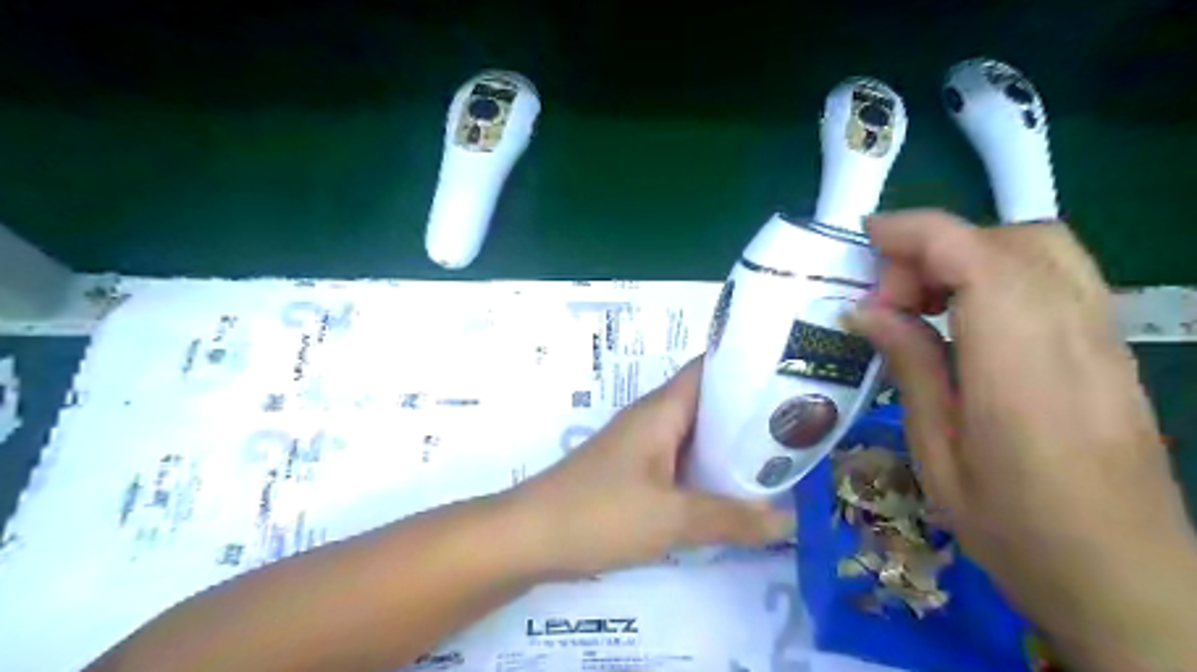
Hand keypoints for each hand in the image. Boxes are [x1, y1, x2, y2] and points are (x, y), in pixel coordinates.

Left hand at [505, 356, 792, 576]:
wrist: (528, 538)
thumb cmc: (599, 514)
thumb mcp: (672, 519)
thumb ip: (732, 519)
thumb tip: (790, 520)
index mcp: (662, 410)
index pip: (710, 368)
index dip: (749, 367)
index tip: (793, 377)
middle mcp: (653, 420)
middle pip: (709, 404)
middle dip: (750, 414)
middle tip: (800, 428)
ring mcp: (641, 448)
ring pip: (696, 437)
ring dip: (730, 447)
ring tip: (780, 460)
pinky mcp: (633, 475)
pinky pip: (680, 463)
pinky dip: (707, 472)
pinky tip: (733, 494)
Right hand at [841, 208, 1195, 665]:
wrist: (1123, 577)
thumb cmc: (1014, 527)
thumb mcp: (937, 452)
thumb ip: (910, 366)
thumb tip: (866, 310)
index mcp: (1019, 367)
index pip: (975, 257)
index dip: (916, 233)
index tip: (865, 240)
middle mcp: (1073, 334)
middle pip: (1011, 238)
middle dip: (938, 246)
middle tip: (892, 296)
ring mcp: (1103, 336)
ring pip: (1041, 247)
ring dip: (970, 253)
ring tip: (925, 302)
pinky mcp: (1111, 346)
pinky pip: (1058, 275)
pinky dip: (1002, 270)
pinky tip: (969, 318)